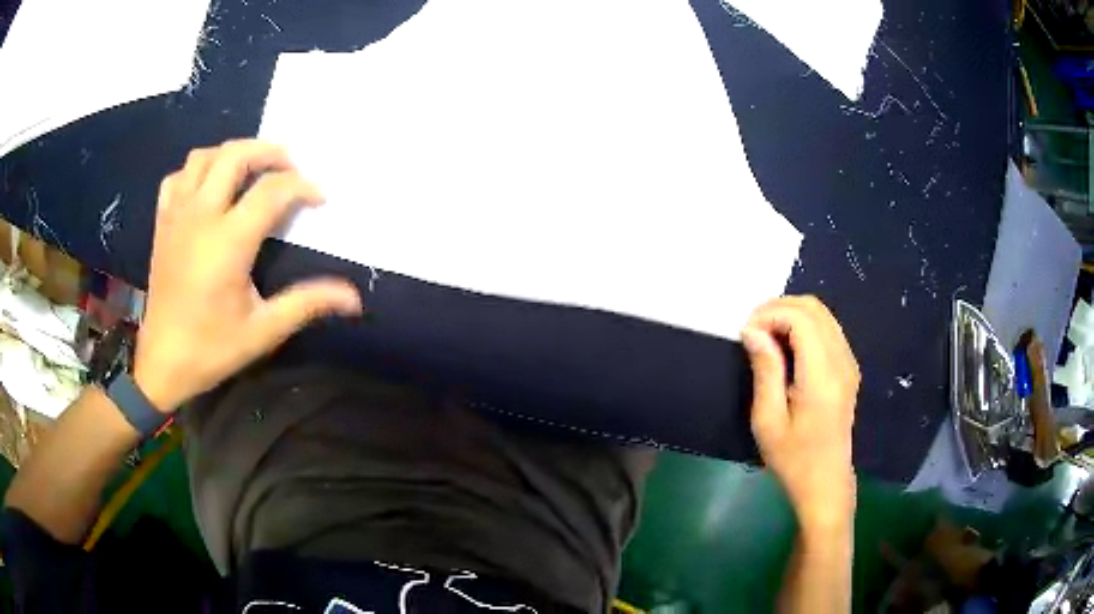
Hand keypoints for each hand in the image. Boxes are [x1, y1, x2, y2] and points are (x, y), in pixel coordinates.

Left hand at [133, 140, 362, 411]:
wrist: (162, 363)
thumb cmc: (212, 348)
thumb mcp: (263, 330)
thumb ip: (307, 303)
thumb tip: (354, 298)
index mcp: (228, 242)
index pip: (272, 190)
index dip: (302, 187)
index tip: (319, 200)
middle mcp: (201, 216)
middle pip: (236, 155)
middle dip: (269, 152)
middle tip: (290, 168)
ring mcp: (177, 216)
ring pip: (204, 157)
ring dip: (232, 154)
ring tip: (251, 171)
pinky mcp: (162, 223)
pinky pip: (178, 177)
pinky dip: (197, 171)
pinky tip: (209, 188)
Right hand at [741, 296, 859, 532]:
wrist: (825, 481)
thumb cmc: (792, 458)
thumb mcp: (767, 420)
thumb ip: (765, 369)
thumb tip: (752, 330)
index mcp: (822, 376)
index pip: (801, 318)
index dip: (770, 314)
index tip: (746, 334)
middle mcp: (842, 361)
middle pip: (814, 308)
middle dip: (779, 309)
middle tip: (753, 332)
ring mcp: (849, 362)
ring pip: (822, 314)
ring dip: (791, 315)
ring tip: (766, 338)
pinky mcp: (848, 367)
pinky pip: (827, 329)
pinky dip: (804, 326)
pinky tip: (786, 348)